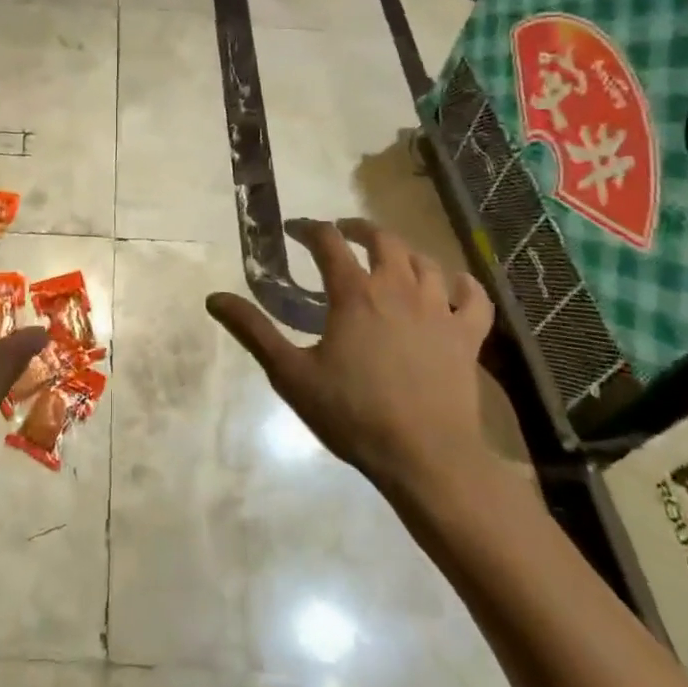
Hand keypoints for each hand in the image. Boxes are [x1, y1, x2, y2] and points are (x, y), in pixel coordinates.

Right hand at [207, 219, 496, 512]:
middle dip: (359, 229)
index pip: (329, 242)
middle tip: (343, 234)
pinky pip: (474, 297)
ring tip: (390, 257)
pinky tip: (453, 284)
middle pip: (383, 240)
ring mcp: (439, 310)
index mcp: (355, 294)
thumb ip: (253, 331)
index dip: (309, 229)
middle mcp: (398, 289)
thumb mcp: (290, 374)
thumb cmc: (352, 413)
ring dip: (404, 251)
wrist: (425, 457)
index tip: (294, 230)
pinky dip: (463, 284)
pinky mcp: (467, 336)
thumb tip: (214, 298)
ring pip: (425, 261)